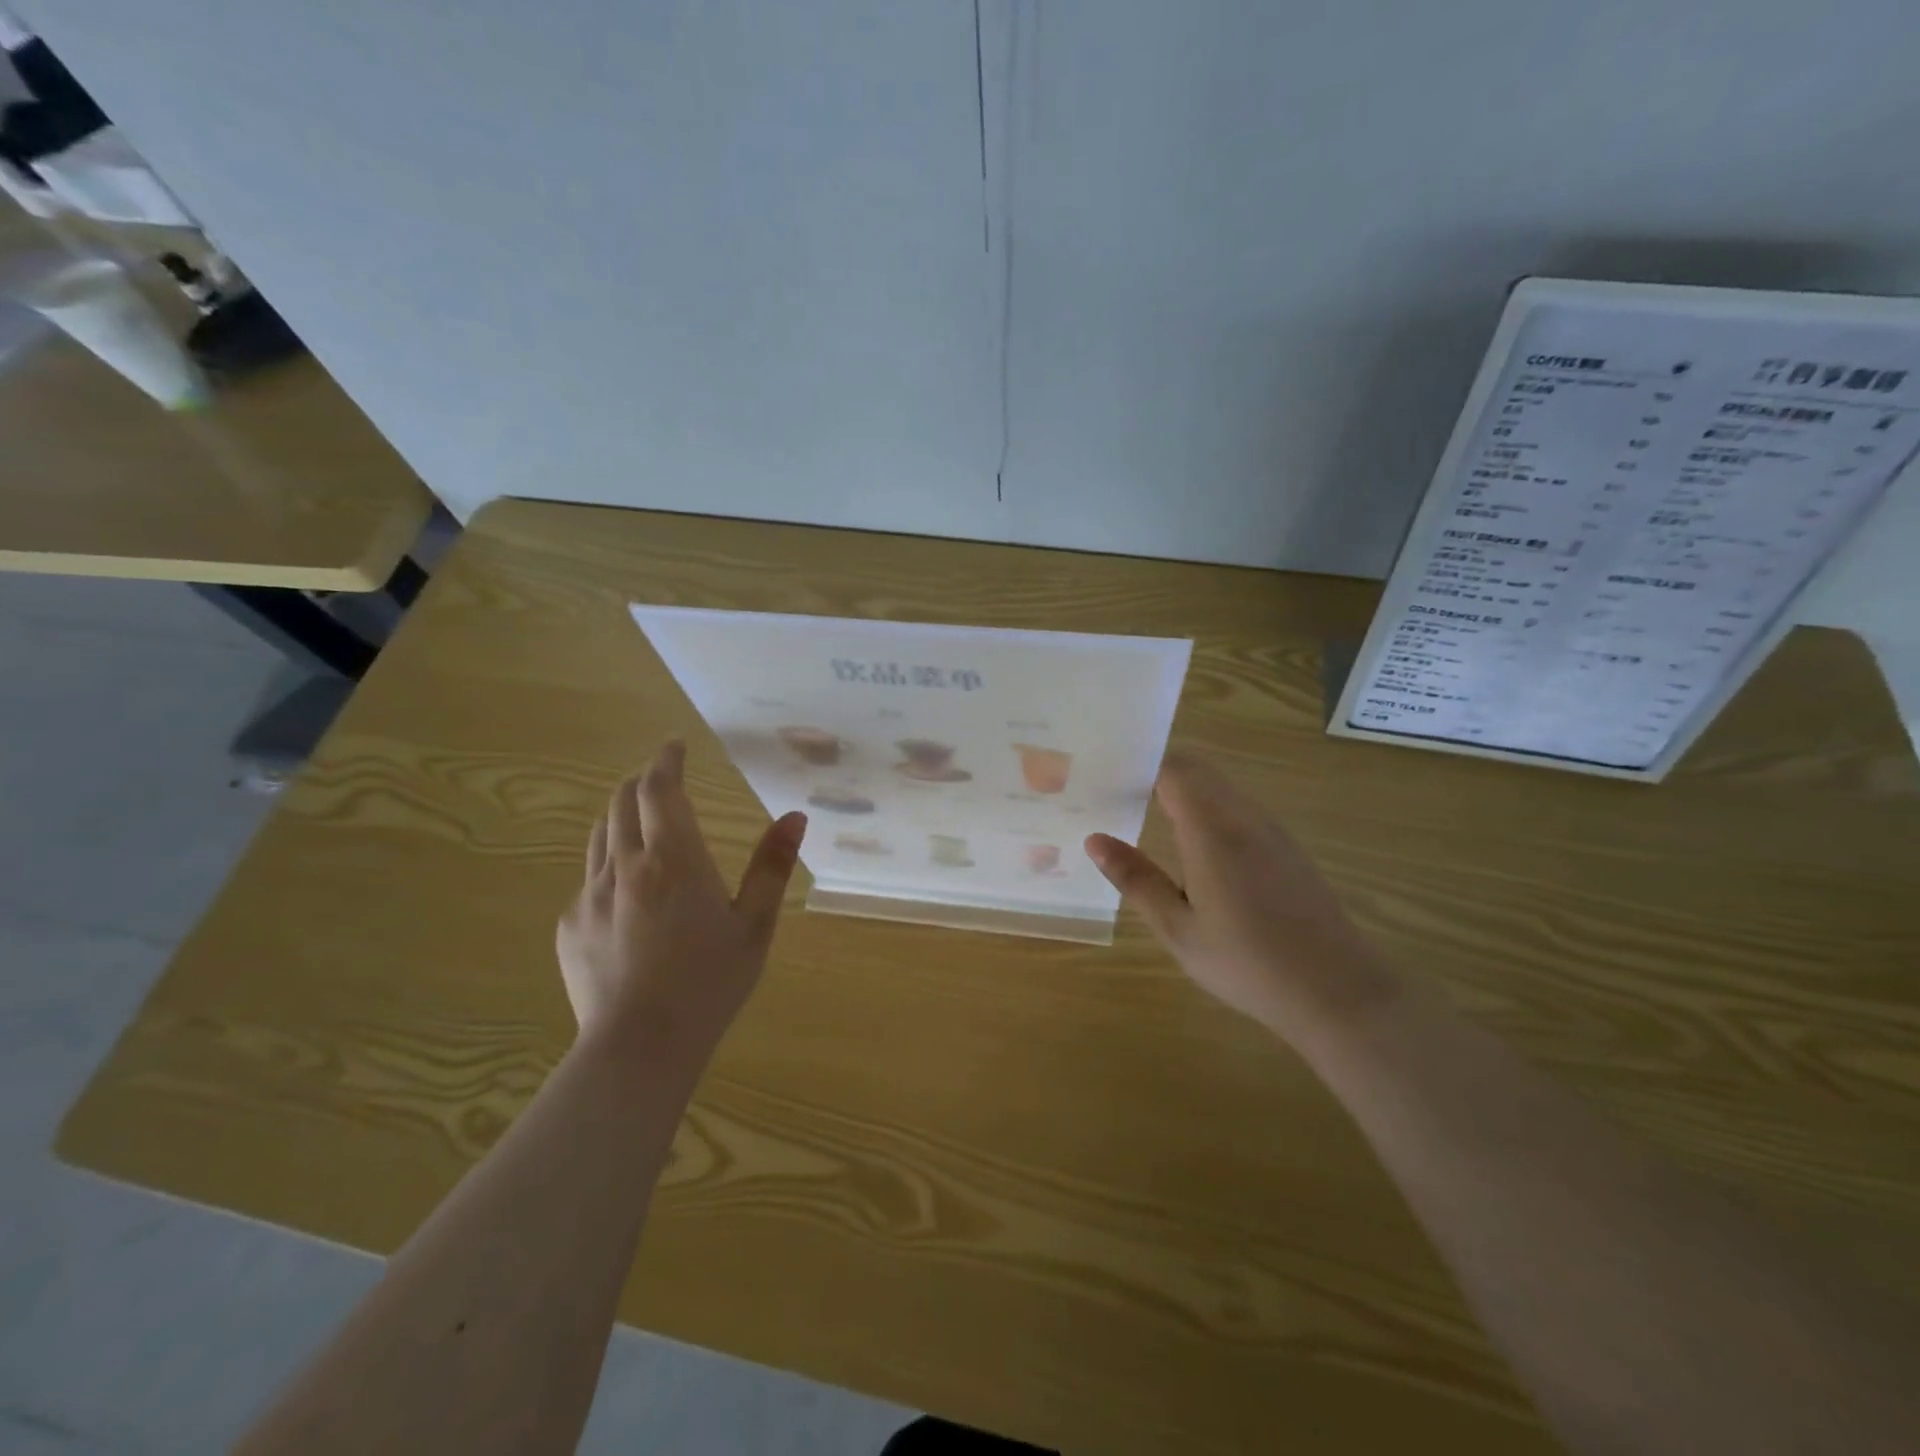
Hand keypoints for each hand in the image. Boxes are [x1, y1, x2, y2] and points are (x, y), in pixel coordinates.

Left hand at [556, 741, 807, 1063]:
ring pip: (600, 835)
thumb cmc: (709, 983)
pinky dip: (610, 862)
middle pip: (622, 802)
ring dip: (622, 816)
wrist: (639, 1048)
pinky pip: (589, 876)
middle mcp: (625, 865)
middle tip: (663, 780)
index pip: (658, 789)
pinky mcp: (569, 925)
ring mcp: (589, 895)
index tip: (674, 745)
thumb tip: (795, 816)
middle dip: (642, 782)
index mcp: (673, 859)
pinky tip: (628, 891)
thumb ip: (772, 866)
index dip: (665, 760)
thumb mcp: (755, 925)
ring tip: (643, 822)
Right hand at [1085, 752, 1398, 1043]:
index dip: (1140, 765)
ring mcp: (1272, 831)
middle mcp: (1244, 817)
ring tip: (1146, 816)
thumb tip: (1096, 839)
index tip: (1106, 778)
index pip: (1174, 769)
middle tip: (1117, 796)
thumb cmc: (1248, 963)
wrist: (1339, 992)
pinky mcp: (1288, 849)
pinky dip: (1209, 811)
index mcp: (1212, 830)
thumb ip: (1136, 879)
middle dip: (1158, 774)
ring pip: (1221, 789)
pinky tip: (1194, 850)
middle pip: (1198, 771)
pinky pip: (1240, 810)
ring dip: (1185, 792)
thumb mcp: (1179, 929)